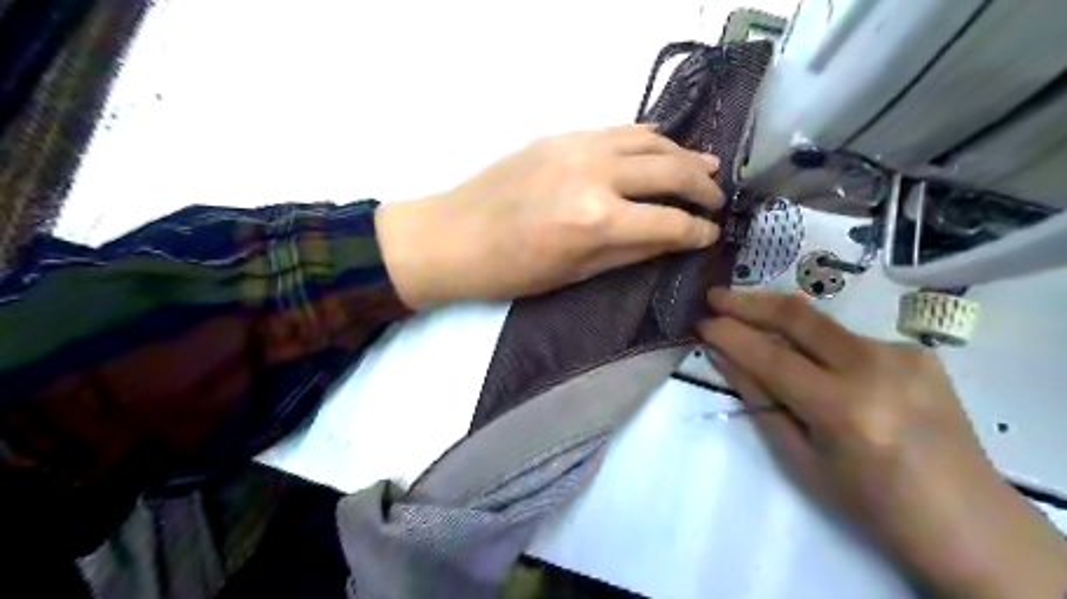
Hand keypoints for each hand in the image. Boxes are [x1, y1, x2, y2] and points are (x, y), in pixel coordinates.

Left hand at [374, 122, 724, 307]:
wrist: (454, 235)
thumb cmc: (512, 270)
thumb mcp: (576, 272)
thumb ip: (630, 251)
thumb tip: (672, 239)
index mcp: (598, 220)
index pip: (669, 222)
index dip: (697, 230)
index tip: (711, 234)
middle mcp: (596, 174)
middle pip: (670, 171)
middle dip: (702, 187)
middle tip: (717, 198)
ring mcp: (579, 146)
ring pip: (650, 141)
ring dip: (683, 155)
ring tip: (705, 166)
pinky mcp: (562, 135)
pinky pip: (619, 130)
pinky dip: (647, 138)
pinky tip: (661, 146)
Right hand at [701, 288, 1066, 598]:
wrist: (965, 519)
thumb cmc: (869, 501)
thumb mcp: (800, 458)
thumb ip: (760, 398)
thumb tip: (724, 355)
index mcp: (844, 408)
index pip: (770, 356)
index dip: (729, 334)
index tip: (701, 321)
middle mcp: (876, 368)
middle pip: (797, 316)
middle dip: (748, 301)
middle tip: (715, 295)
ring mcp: (902, 354)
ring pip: (822, 323)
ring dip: (779, 317)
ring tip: (748, 315)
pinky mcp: (917, 351)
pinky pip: (848, 338)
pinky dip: (817, 341)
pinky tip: (809, 355)